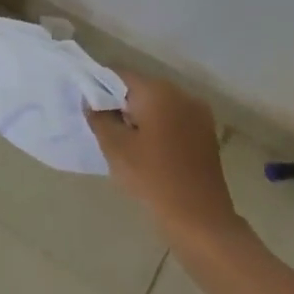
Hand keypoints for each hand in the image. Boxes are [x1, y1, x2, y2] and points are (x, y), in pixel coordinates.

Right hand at [87, 73, 240, 240]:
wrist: (200, 218)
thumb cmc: (152, 178)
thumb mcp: (115, 148)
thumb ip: (99, 118)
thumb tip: (92, 101)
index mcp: (158, 92)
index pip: (119, 75)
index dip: (99, 87)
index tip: (87, 108)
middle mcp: (182, 94)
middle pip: (141, 88)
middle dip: (120, 104)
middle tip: (103, 129)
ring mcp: (198, 113)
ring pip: (158, 105)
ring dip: (140, 117)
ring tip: (125, 143)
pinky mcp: (206, 133)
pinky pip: (174, 120)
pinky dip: (158, 128)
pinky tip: (148, 152)